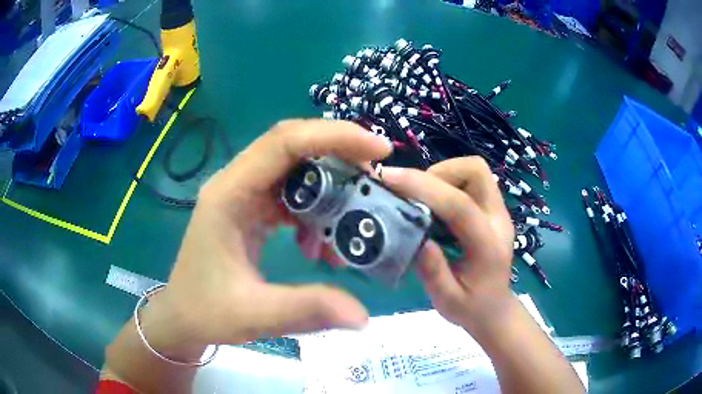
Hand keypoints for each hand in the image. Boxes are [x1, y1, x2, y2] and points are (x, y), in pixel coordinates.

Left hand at [158, 120, 391, 347]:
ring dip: (329, 184)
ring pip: (294, 168)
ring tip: (355, 214)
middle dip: (338, 152)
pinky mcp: (250, 209)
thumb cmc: (206, 311)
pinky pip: (290, 193)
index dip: (333, 136)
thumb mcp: (253, 315)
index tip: (377, 149)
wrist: (183, 316)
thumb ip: (306, 311)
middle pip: (292, 146)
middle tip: (377, 174)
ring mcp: (243, 195)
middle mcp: (235, 184)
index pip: (283, 144)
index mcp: (228, 195)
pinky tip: (321, 241)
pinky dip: (316, 208)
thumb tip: (362, 316)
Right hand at [381, 157, 514, 330]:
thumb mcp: (446, 300)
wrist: (495, 309)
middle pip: (476, 171)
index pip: (460, 205)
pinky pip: (470, 180)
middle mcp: (498, 220)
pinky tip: (432, 203)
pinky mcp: (492, 208)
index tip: (388, 178)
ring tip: (420, 198)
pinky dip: (447, 182)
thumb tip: (414, 236)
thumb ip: (433, 271)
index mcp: (488, 246)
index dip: (423, 187)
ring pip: (474, 170)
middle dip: (439, 172)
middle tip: (412, 193)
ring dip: (443, 175)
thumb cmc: (471, 308)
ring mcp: (498, 211)